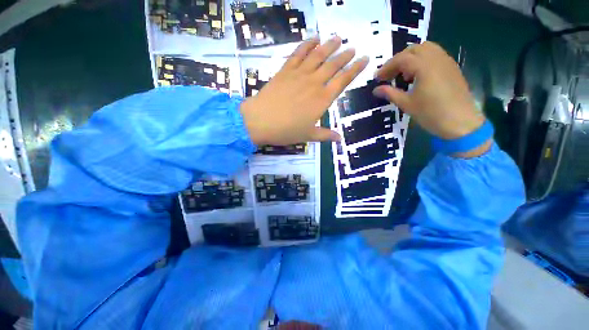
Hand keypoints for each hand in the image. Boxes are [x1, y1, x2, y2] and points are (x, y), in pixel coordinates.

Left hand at [240, 36, 368, 145]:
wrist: (260, 121)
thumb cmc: (286, 131)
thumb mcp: (308, 136)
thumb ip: (325, 135)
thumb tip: (339, 139)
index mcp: (322, 100)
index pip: (343, 81)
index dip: (355, 69)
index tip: (365, 59)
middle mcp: (314, 84)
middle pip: (333, 65)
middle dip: (345, 55)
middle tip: (353, 48)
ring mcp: (299, 75)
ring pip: (318, 55)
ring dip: (329, 46)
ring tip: (337, 38)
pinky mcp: (285, 71)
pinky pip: (298, 54)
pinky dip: (306, 45)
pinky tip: (313, 39)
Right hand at [373, 42, 488, 155]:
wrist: (461, 123)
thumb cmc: (431, 113)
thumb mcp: (407, 104)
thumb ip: (390, 93)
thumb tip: (376, 90)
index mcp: (425, 67)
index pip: (402, 58)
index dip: (387, 67)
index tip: (377, 78)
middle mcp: (437, 58)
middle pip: (414, 49)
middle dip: (399, 59)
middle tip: (389, 75)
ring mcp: (446, 62)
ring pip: (426, 49)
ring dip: (411, 58)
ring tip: (404, 75)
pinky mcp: (452, 68)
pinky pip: (435, 56)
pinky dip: (422, 61)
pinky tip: (418, 77)